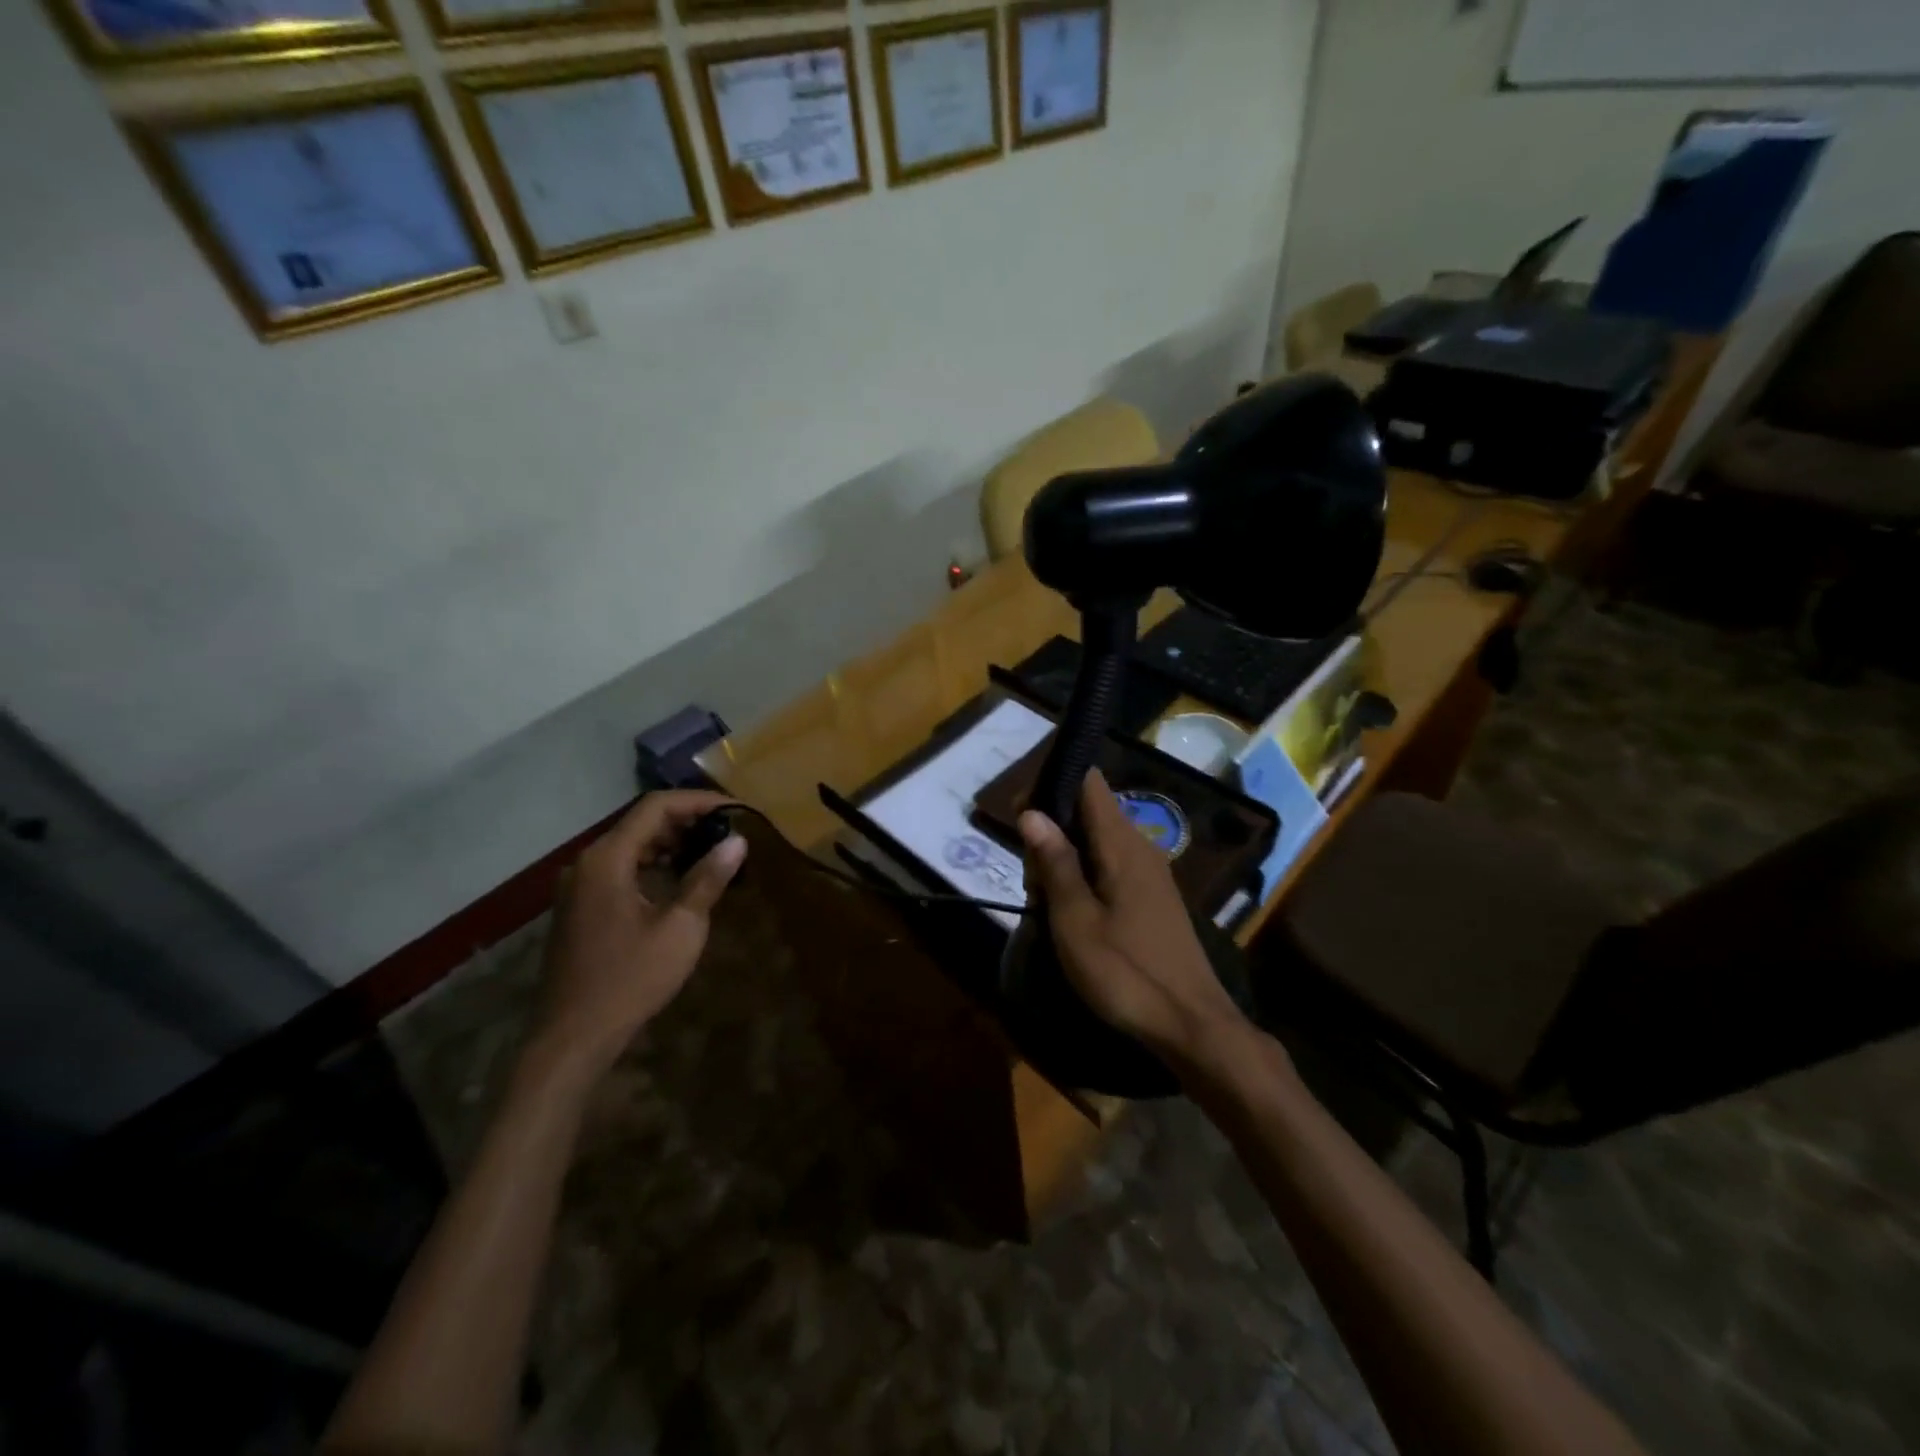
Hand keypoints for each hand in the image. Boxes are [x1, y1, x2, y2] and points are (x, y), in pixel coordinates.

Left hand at [533, 790, 746, 1079]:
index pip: (656, 807)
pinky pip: (620, 869)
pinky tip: (679, 881)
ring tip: (712, 852)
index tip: (736, 809)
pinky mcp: (580, 907)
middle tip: (729, 830)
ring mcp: (579, 886)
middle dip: (687, 821)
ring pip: (630, 846)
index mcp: (607, 858)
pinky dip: (652, 865)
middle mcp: (587, 862)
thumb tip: (738, 841)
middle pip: (641, 823)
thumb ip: (707, 878)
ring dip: (670, 844)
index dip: (699, 801)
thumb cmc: (630, 978)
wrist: (572, 1037)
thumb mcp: (680, 927)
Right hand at [1020, 772, 1250, 1066]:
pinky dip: (1084, 874)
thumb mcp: (1076, 921)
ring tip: (1042, 896)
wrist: (1192, 1026)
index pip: (1090, 783)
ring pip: (1097, 840)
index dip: (1054, 784)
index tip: (1021, 813)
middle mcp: (1140, 847)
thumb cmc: (1126, 973)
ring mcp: (1150, 873)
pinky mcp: (1153, 897)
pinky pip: (1110, 865)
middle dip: (1052, 827)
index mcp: (1122, 844)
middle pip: (1090, 811)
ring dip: (1065, 856)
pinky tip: (1069, 909)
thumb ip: (1055, 863)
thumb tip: (1030, 811)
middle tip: (1028, 873)